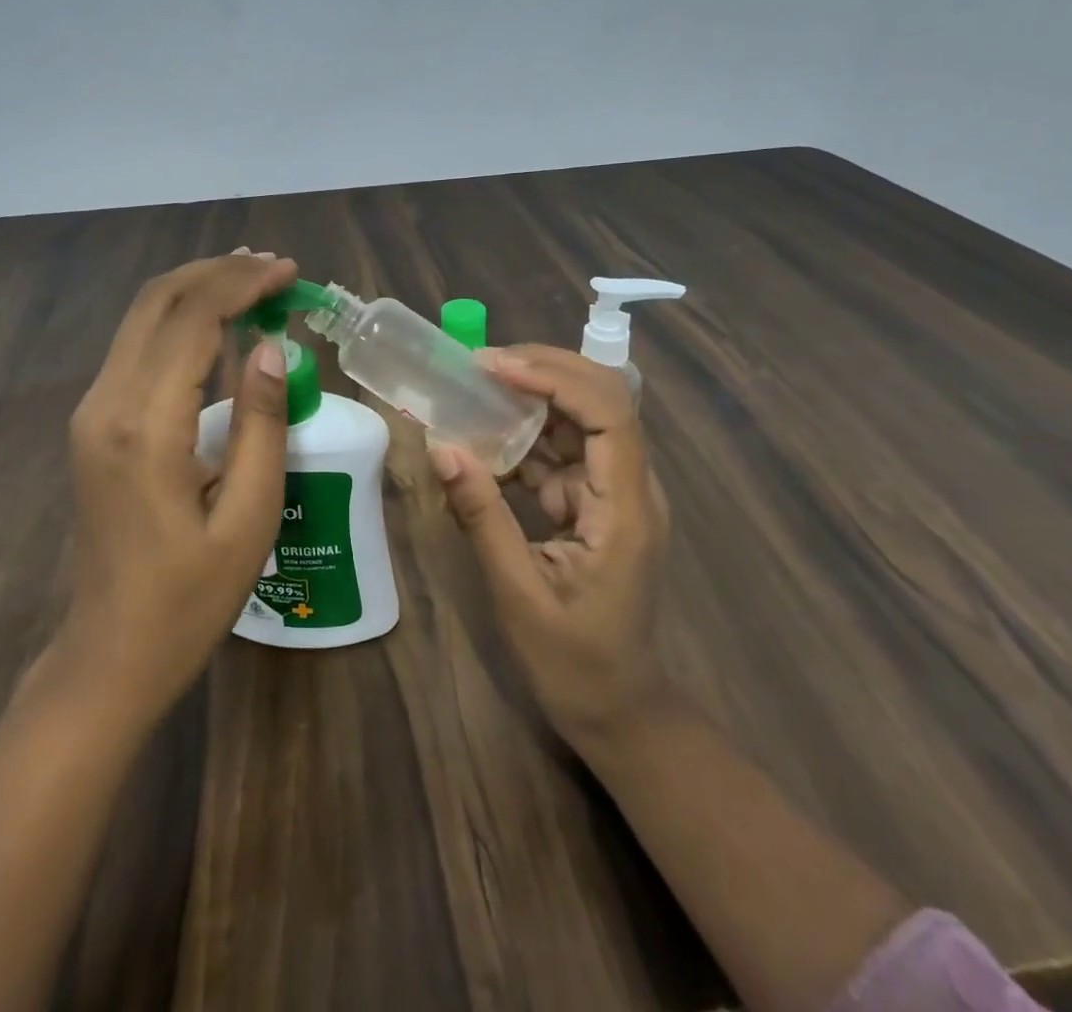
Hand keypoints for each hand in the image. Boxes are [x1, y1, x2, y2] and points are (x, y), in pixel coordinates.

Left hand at [62, 251, 298, 719]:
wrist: (110, 652)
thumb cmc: (190, 597)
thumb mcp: (248, 516)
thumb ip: (260, 423)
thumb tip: (271, 347)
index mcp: (145, 427)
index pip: (192, 320)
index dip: (242, 284)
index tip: (289, 271)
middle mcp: (106, 404)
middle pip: (156, 302)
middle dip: (216, 272)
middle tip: (272, 267)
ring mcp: (92, 412)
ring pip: (141, 319)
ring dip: (197, 291)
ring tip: (254, 283)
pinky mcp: (94, 423)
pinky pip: (137, 349)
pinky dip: (179, 323)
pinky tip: (219, 328)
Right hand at [429, 346, 672, 751]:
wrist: (617, 709)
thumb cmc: (573, 661)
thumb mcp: (518, 591)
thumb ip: (482, 515)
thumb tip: (442, 447)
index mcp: (626, 509)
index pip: (608, 414)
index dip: (556, 378)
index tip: (494, 367)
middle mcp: (630, 487)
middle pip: (602, 399)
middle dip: (545, 369)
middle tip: (481, 362)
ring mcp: (614, 492)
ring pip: (581, 419)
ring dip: (532, 395)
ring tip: (476, 383)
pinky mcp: (595, 502)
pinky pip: (562, 451)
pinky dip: (524, 435)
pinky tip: (485, 433)